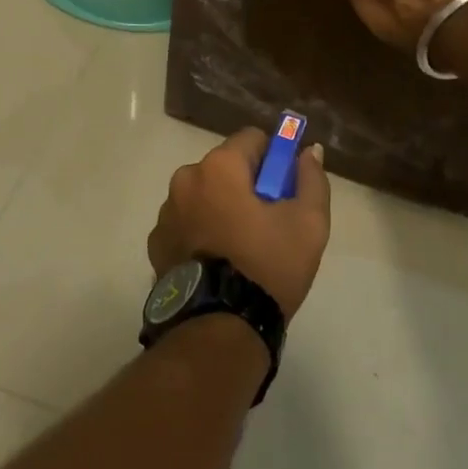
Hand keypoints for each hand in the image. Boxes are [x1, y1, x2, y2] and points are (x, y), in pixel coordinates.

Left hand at [147, 128, 330, 319]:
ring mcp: (166, 212)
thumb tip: (308, 151)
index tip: (283, 191)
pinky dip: (200, 232)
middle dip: (246, 185)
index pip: (252, 139)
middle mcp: (186, 179)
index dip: (273, 160)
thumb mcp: (308, 223)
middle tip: (266, 223)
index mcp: (219, 167)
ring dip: (220, 208)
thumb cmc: (267, 266)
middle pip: (225, 167)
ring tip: (240, 249)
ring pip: (204, 195)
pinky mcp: (156, 243)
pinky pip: (186, 223)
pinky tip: (217, 263)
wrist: (219, 329)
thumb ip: (311, 179)